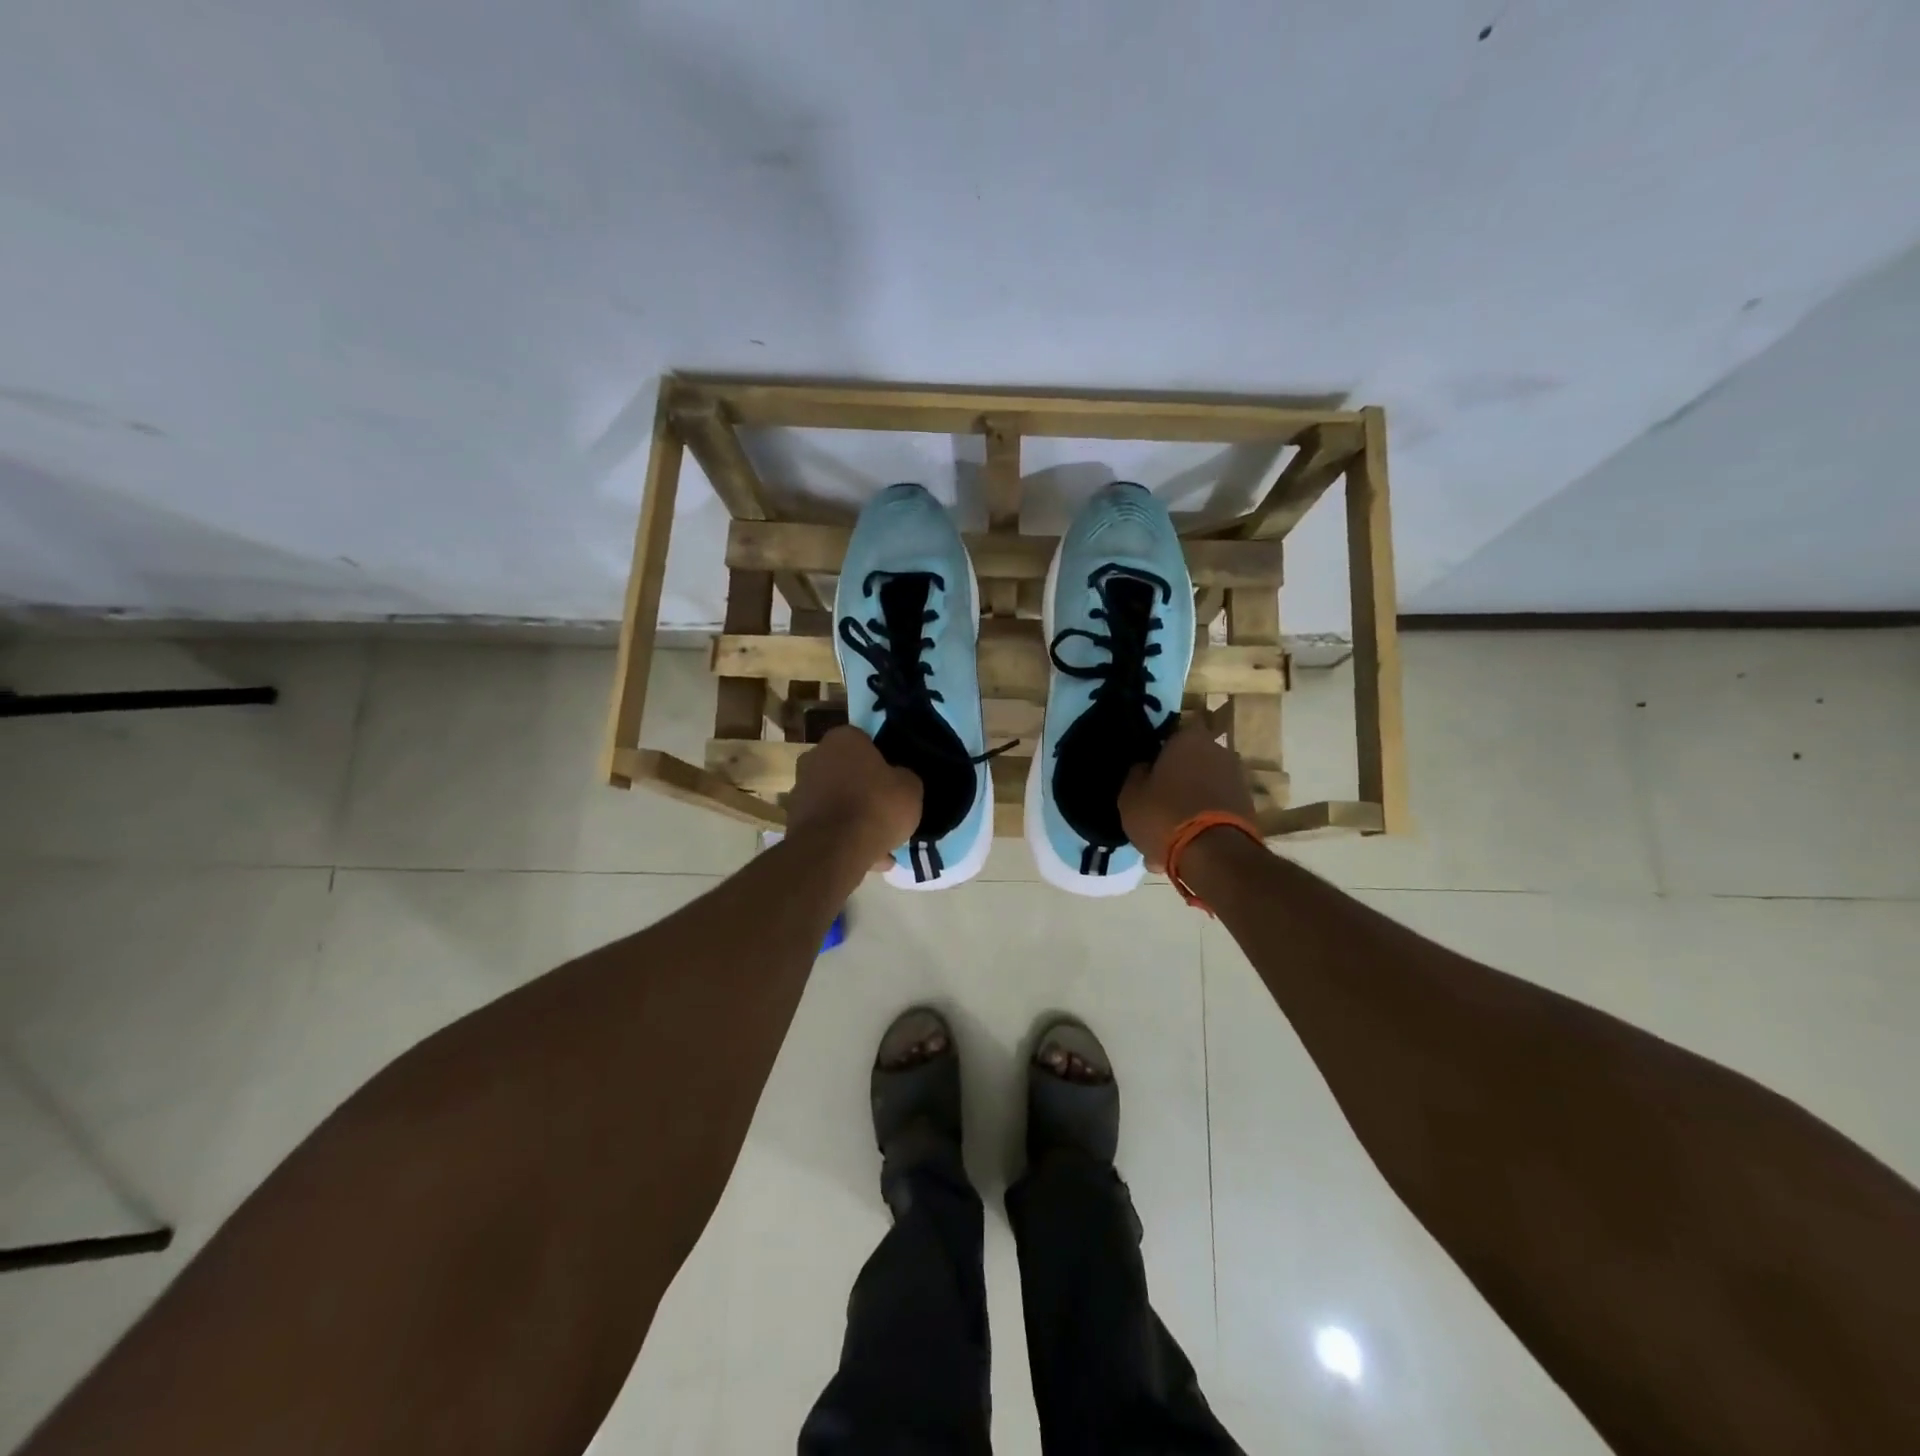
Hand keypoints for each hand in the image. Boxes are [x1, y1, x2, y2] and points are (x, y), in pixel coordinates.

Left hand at [786, 726, 922, 870]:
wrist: (833, 850)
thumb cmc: (876, 806)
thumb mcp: (911, 788)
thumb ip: (904, 777)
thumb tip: (897, 779)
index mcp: (843, 738)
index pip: (866, 742)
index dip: (882, 762)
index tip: (893, 782)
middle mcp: (815, 756)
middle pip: (846, 770)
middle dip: (863, 788)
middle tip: (884, 809)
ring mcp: (800, 788)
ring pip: (835, 799)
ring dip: (852, 815)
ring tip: (877, 840)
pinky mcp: (793, 819)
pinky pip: (827, 824)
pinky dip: (841, 836)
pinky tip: (863, 855)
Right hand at [1119, 722, 1258, 870]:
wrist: (1215, 855)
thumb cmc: (1165, 814)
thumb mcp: (1131, 795)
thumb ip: (1136, 773)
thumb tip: (1144, 767)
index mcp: (1189, 738)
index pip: (1171, 732)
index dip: (1158, 749)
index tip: (1147, 769)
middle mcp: (1219, 751)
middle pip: (1190, 762)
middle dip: (1175, 780)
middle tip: (1156, 803)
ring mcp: (1237, 779)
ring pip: (1202, 789)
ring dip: (1188, 805)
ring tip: (1168, 834)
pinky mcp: (1248, 808)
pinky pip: (1215, 810)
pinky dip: (1202, 823)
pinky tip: (1185, 847)